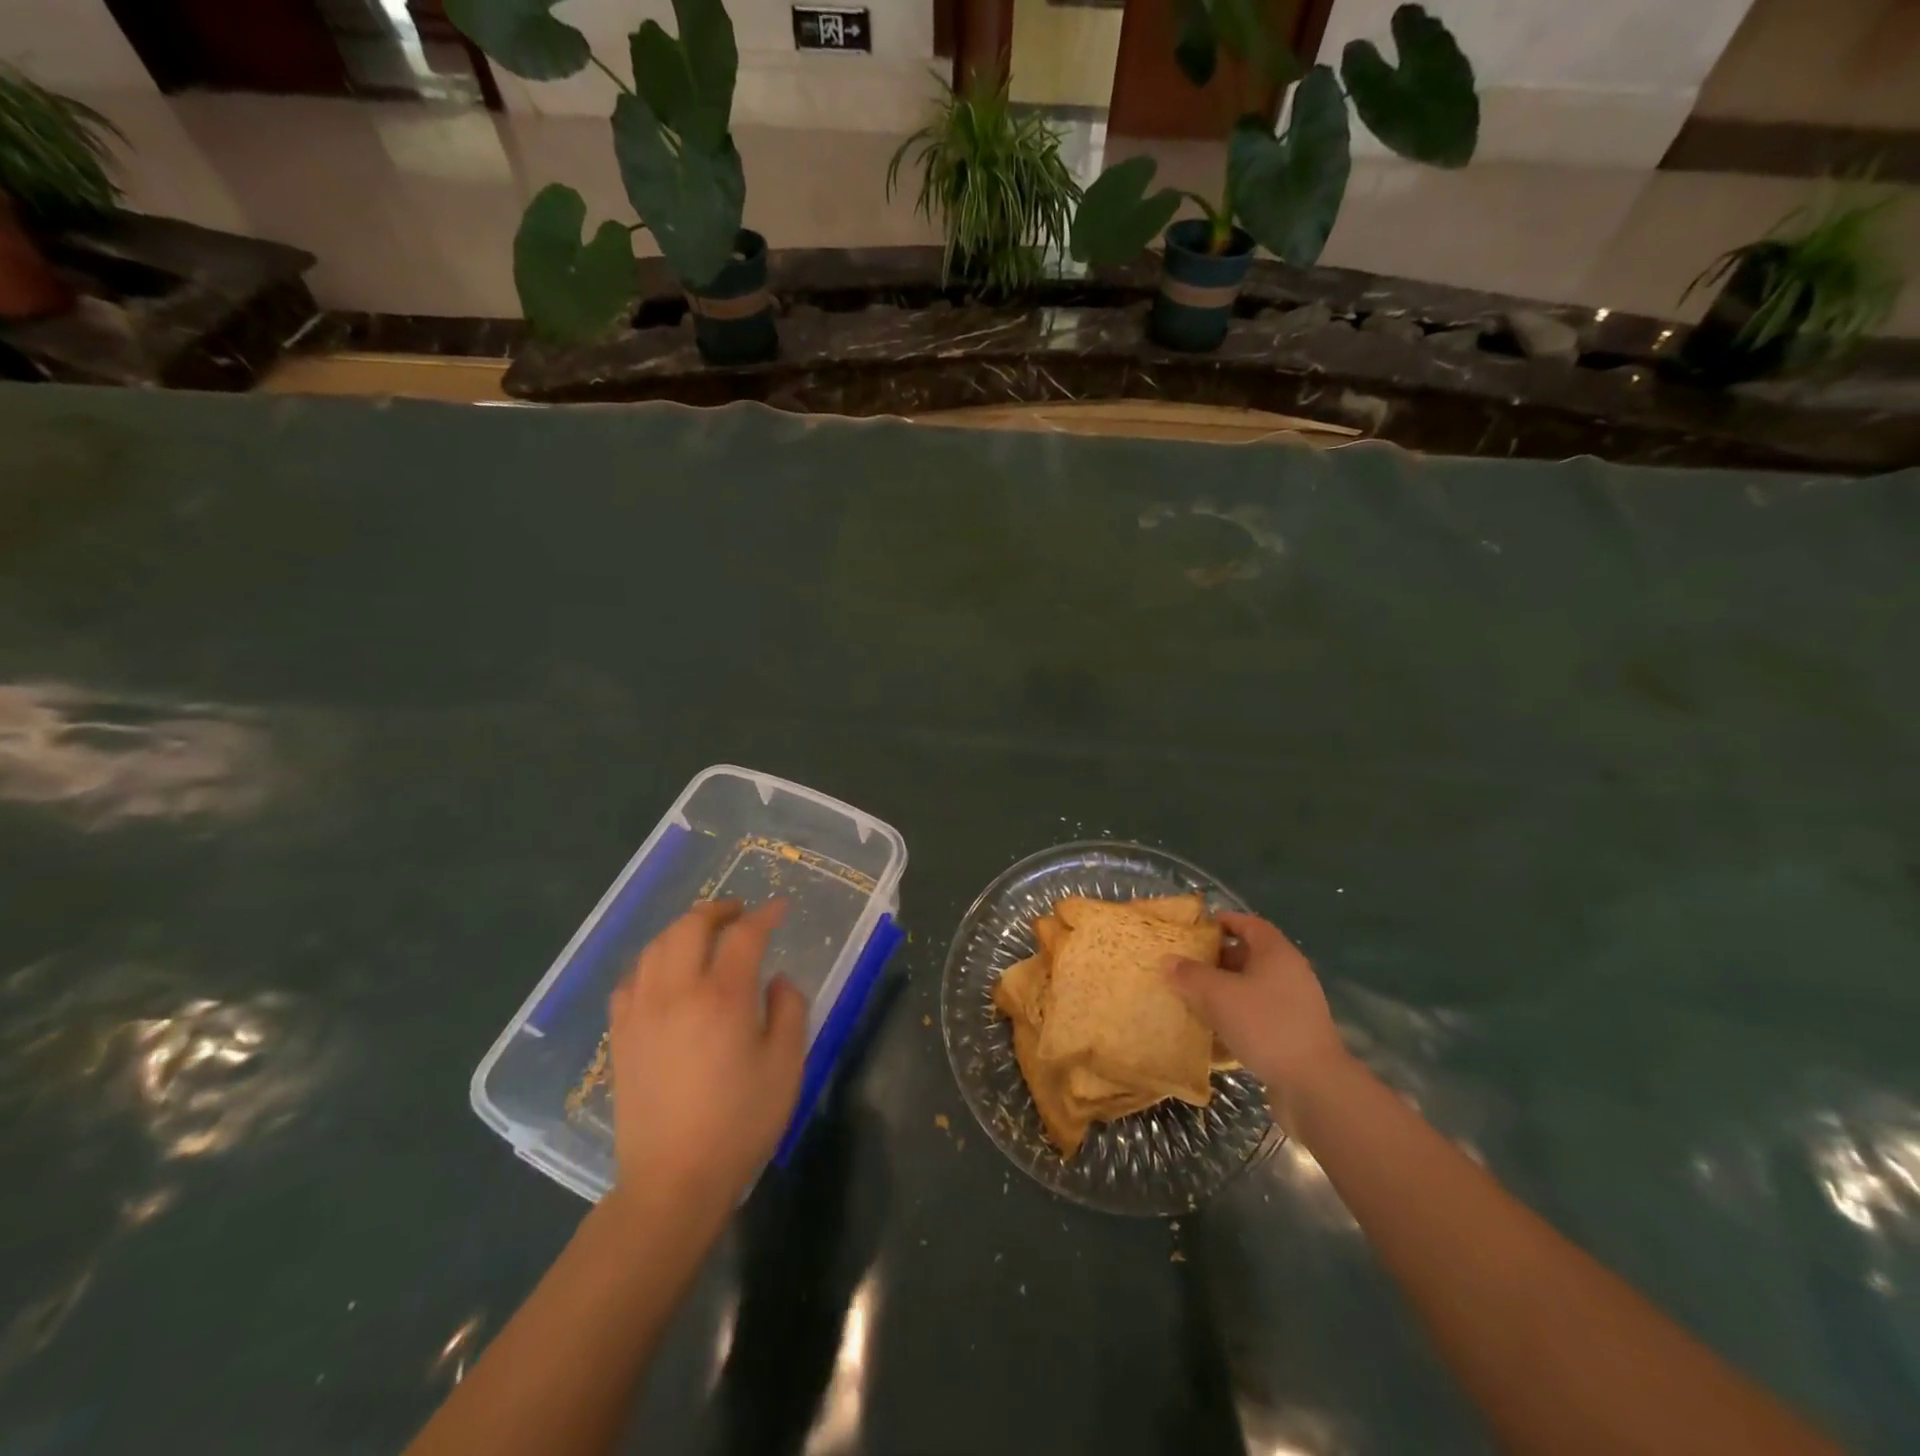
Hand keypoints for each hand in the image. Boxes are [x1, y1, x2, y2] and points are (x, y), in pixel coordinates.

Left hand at [607, 900, 806, 1217]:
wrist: (673, 1181)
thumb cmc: (740, 1123)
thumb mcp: (787, 1066)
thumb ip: (790, 1010)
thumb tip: (777, 980)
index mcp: (722, 997)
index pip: (743, 936)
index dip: (764, 916)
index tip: (779, 908)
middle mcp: (677, 992)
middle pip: (690, 927)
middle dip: (717, 910)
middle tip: (739, 913)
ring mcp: (642, 1012)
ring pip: (656, 947)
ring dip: (682, 929)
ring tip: (703, 934)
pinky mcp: (620, 1035)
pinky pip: (631, 980)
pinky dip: (652, 963)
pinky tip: (664, 974)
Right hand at [1166, 912, 1348, 1107]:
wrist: (1313, 1085)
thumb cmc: (1264, 1025)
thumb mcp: (1218, 995)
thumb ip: (1190, 975)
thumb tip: (1169, 961)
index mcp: (1276, 953)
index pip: (1249, 924)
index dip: (1223, 921)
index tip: (1197, 928)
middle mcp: (1290, 972)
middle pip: (1250, 955)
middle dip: (1218, 958)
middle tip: (1188, 965)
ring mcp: (1295, 1004)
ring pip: (1252, 987)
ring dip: (1225, 990)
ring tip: (1194, 997)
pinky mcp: (1293, 1032)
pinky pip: (1259, 1013)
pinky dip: (1237, 1015)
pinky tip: (1215, 1029)